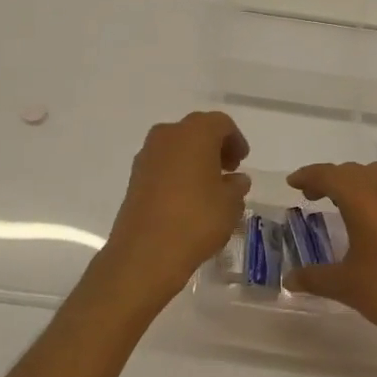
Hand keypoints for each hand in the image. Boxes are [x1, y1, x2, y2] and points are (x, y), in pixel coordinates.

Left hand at [97, 112, 250, 315]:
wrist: (145, 253)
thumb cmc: (196, 219)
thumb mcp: (230, 204)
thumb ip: (236, 186)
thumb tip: (236, 179)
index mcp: (195, 132)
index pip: (221, 123)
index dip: (235, 140)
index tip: (242, 161)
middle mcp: (168, 135)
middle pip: (196, 130)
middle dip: (214, 147)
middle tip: (228, 170)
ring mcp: (147, 155)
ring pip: (177, 147)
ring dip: (194, 159)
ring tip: (208, 186)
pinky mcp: (134, 177)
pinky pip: (162, 165)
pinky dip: (177, 172)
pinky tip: (186, 198)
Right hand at [283, 162, 376, 369]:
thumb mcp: (344, 285)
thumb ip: (313, 277)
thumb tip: (288, 279)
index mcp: (363, 199)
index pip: (329, 175)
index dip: (309, 176)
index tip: (293, 183)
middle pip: (352, 171)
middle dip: (330, 178)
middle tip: (312, 195)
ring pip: (376, 176)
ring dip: (355, 182)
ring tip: (341, 202)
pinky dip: (376, 193)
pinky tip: (372, 219)